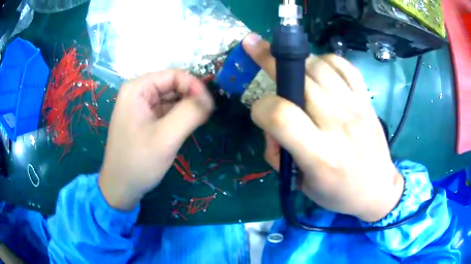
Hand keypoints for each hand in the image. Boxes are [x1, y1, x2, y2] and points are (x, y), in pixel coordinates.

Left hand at [99, 70, 213, 209]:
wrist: (121, 188)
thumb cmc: (138, 162)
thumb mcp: (166, 138)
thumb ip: (190, 113)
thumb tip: (210, 98)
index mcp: (137, 89)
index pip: (173, 75)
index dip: (194, 86)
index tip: (209, 105)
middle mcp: (137, 93)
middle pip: (172, 85)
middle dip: (191, 97)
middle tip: (206, 115)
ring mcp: (140, 107)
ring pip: (170, 98)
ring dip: (186, 107)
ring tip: (198, 122)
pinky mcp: (144, 120)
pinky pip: (165, 111)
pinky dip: (179, 116)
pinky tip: (185, 127)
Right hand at [243, 34, 403, 221]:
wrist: (378, 189)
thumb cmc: (338, 193)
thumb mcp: (300, 184)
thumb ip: (277, 153)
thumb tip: (269, 121)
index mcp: (320, 156)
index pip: (281, 115)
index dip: (261, 108)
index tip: (259, 112)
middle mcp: (339, 126)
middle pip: (300, 80)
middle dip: (269, 60)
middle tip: (254, 47)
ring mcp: (356, 108)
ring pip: (319, 67)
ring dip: (297, 62)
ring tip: (290, 68)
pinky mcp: (367, 100)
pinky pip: (345, 67)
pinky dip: (325, 60)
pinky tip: (318, 68)